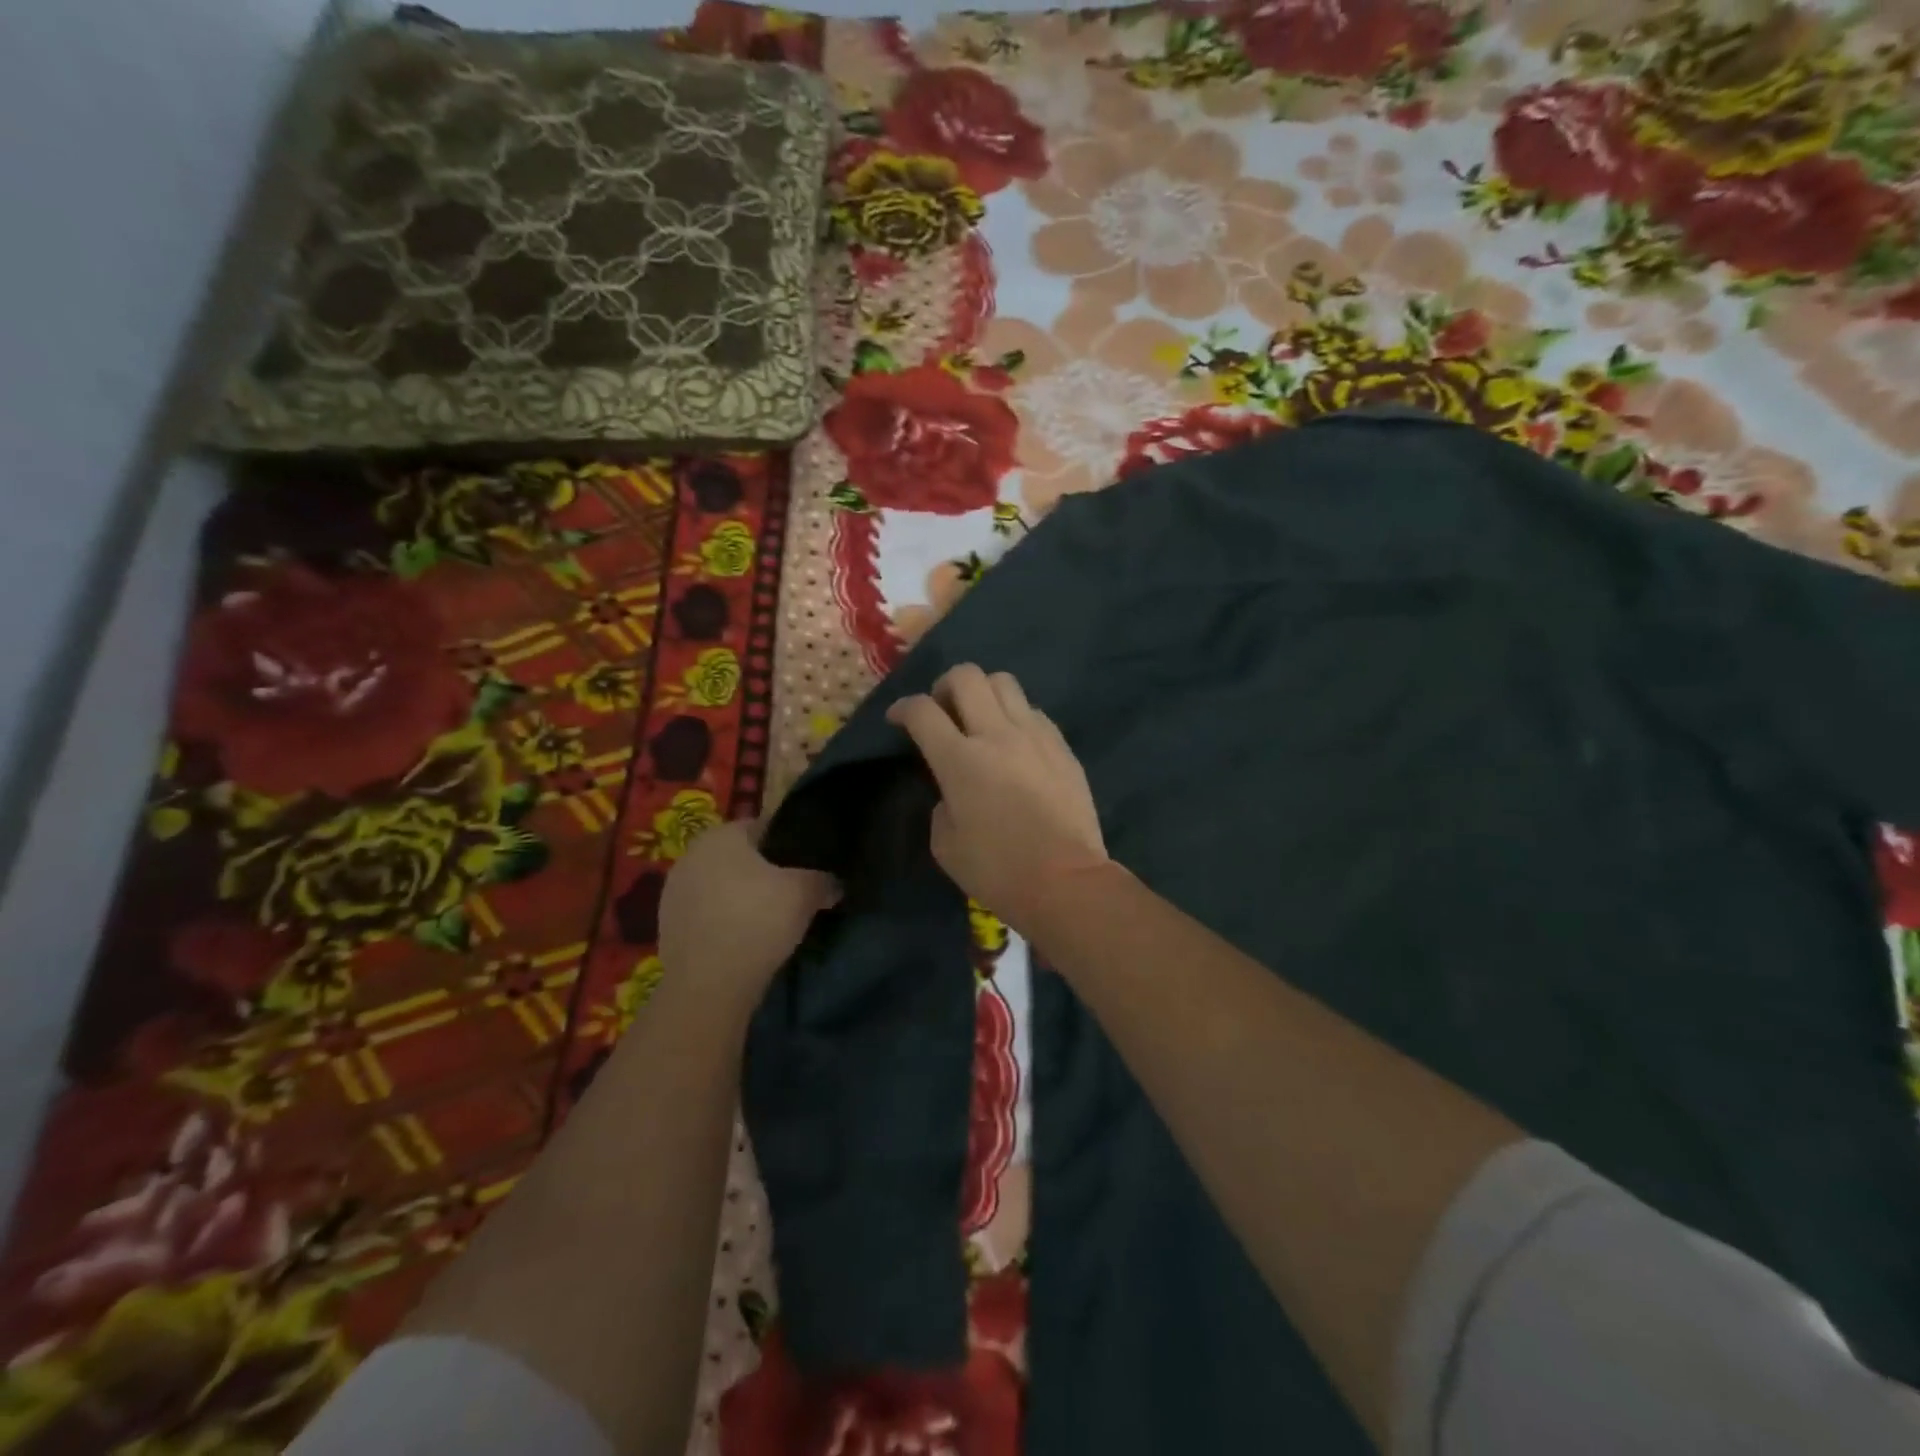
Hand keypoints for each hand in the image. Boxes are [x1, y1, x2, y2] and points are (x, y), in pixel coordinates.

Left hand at [658, 818, 838, 1013]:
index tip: (806, 867)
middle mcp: (691, 854)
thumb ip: (823, 880)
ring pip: (720, 886)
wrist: (708, 984)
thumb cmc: (757, 920)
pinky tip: (744, 941)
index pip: (762, 828)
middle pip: (739, 858)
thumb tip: (835, 884)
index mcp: (720, 835)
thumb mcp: (804, 894)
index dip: (788, 846)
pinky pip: (706, 914)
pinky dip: (724, 922)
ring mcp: (673, 891)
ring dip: (741, 898)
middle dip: (762, 872)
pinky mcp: (667, 926)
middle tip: (791, 894)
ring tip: (769, 921)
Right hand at [886, 664, 1108, 933]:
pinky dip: (1015, 716)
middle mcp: (996, 734)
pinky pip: (1033, 711)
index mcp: (959, 759)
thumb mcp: (945, 844)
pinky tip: (1014, 744)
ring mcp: (1035, 735)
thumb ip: (941, 803)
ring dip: (983, 693)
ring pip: (1004, 682)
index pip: (922, 710)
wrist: (1065, 881)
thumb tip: (952, 788)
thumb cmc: (997, 870)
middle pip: (966, 676)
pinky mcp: (1062, 746)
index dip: (902, 708)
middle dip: (944, 686)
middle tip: (942, 712)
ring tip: (980, 720)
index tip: (898, 719)